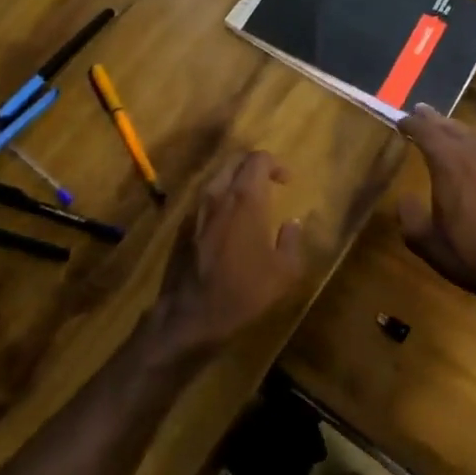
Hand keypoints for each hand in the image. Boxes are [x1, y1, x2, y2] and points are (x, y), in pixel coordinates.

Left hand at [145, 151, 305, 363]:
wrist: (189, 315)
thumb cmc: (242, 292)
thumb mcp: (283, 272)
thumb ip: (291, 240)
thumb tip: (293, 223)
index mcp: (245, 199)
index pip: (258, 159)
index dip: (275, 164)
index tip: (287, 182)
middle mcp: (218, 194)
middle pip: (235, 161)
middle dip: (254, 166)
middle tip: (270, 184)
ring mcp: (196, 208)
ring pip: (217, 177)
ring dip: (236, 180)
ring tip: (251, 201)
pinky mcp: (182, 224)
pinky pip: (205, 197)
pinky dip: (220, 198)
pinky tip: (228, 221)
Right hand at [397, 104, 475, 304]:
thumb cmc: (467, 253)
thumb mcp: (424, 241)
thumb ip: (408, 215)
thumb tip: (405, 199)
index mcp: (449, 164)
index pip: (426, 132)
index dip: (411, 124)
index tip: (399, 122)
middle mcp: (473, 154)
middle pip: (449, 127)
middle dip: (432, 119)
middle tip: (419, 112)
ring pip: (471, 134)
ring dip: (453, 128)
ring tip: (442, 126)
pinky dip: (473, 142)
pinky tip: (471, 149)